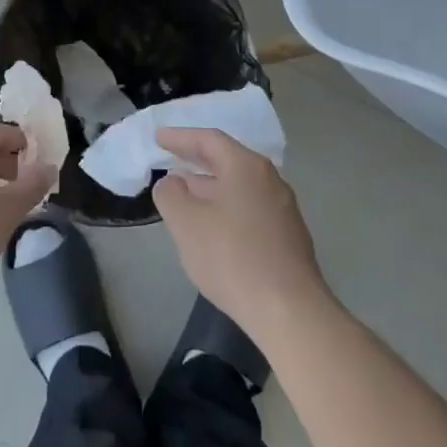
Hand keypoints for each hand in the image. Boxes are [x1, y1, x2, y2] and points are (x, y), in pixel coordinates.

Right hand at [152, 128, 328, 339]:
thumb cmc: (232, 258)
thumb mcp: (187, 224)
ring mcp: (282, 207)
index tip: (158, 138)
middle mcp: (269, 179)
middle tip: (169, 159)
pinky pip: (248, 207)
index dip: (180, 137)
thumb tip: (171, 183)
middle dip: (195, 160)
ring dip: (209, 186)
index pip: (209, 140)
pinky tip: (211, 226)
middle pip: (227, 160)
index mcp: (246, 167)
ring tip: (184, 193)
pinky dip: (225, 206)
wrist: (288, 309)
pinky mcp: (287, 235)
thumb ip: (171, 195)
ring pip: (238, 186)